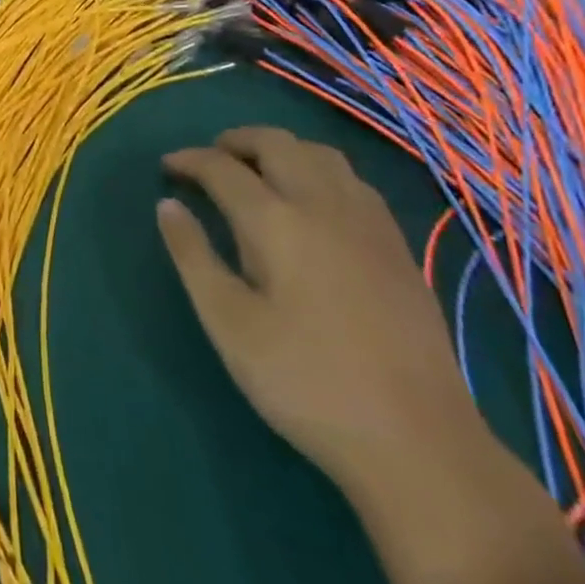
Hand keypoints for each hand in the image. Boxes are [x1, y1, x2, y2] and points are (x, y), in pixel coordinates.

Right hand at [156, 127, 489, 494]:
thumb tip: (168, 205)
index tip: (166, 167)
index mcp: (276, 221)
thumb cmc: (306, 382)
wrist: (418, 442)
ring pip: (321, 155)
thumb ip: (193, 256)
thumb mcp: (229, 324)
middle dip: (236, 140)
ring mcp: (368, 224)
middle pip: (277, 144)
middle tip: (210, 158)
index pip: (222, 168)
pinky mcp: (398, 247)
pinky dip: (319, 170)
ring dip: (282, 149)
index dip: (190, 160)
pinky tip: (314, 201)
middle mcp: (324, 205)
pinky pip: (353, 181)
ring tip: (258, 170)